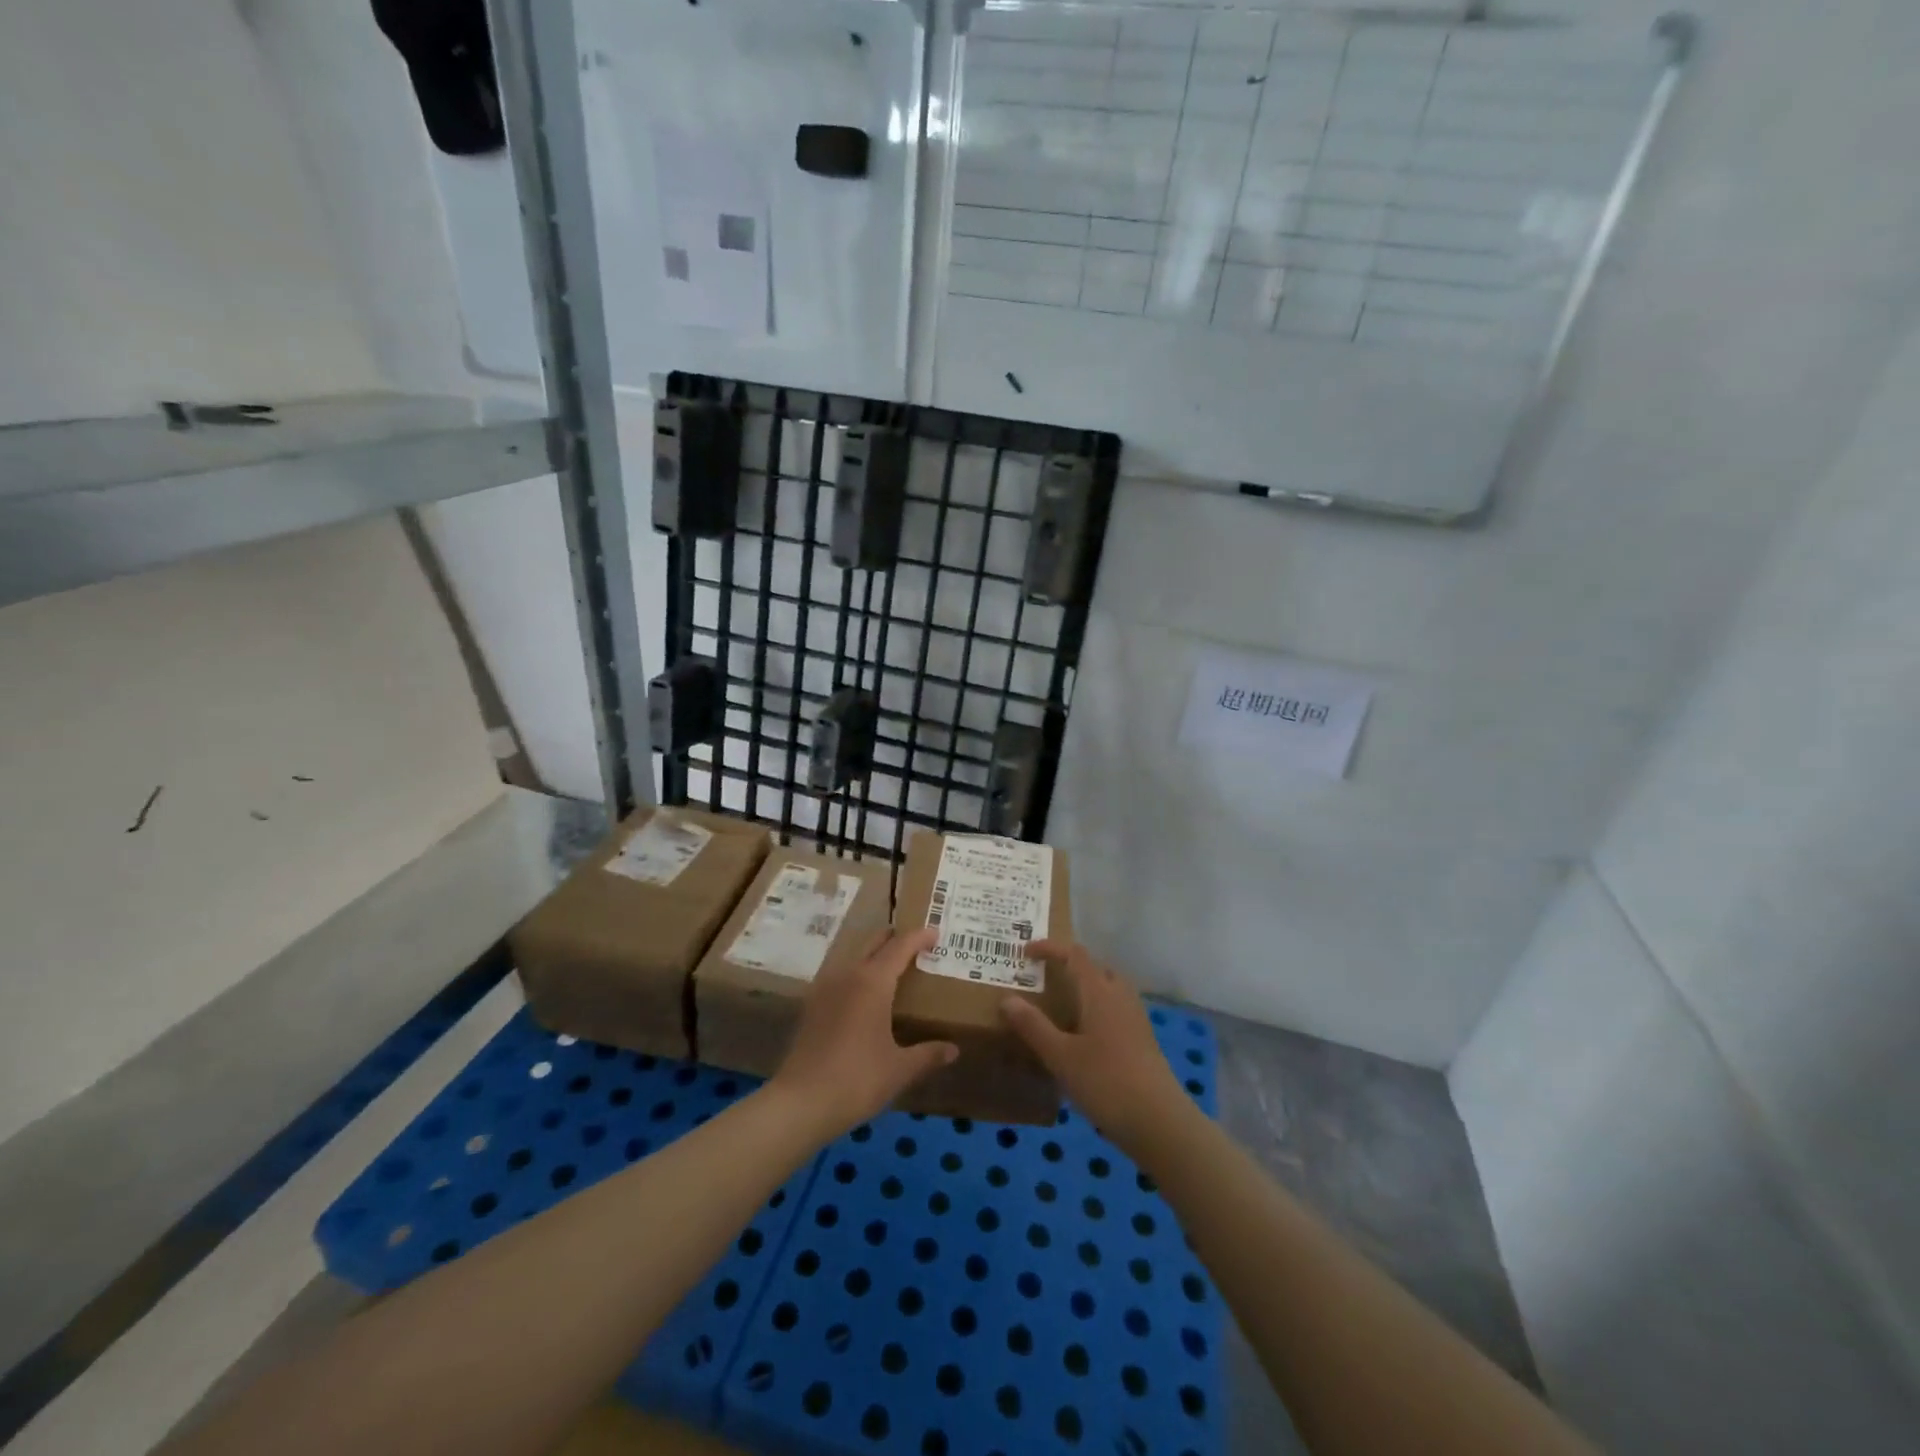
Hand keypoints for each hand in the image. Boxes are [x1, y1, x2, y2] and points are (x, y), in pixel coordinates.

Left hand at [770, 927, 957, 1138]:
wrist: (800, 1102)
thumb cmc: (857, 1080)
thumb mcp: (900, 1069)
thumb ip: (928, 1054)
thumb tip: (953, 1050)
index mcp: (873, 982)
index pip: (900, 946)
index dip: (919, 937)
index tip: (936, 933)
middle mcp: (848, 974)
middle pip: (874, 942)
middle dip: (895, 938)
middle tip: (917, 945)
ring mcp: (825, 987)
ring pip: (854, 956)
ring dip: (874, 955)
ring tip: (893, 968)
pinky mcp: (812, 1005)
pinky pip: (840, 975)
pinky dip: (858, 974)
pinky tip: (864, 995)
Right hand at [999, 939, 1187, 1150]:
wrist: (1159, 1121)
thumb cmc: (1105, 1082)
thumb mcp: (1060, 1056)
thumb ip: (1033, 1026)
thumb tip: (1006, 998)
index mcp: (1099, 991)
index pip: (1074, 954)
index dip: (1050, 948)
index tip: (1025, 952)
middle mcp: (1120, 995)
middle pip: (1095, 967)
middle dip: (1069, 965)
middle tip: (1044, 977)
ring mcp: (1135, 1017)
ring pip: (1108, 988)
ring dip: (1085, 987)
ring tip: (1061, 1004)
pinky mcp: (1142, 1039)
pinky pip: (1115, 1008)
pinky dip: (1096, 1007)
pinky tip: (1083, 1034)